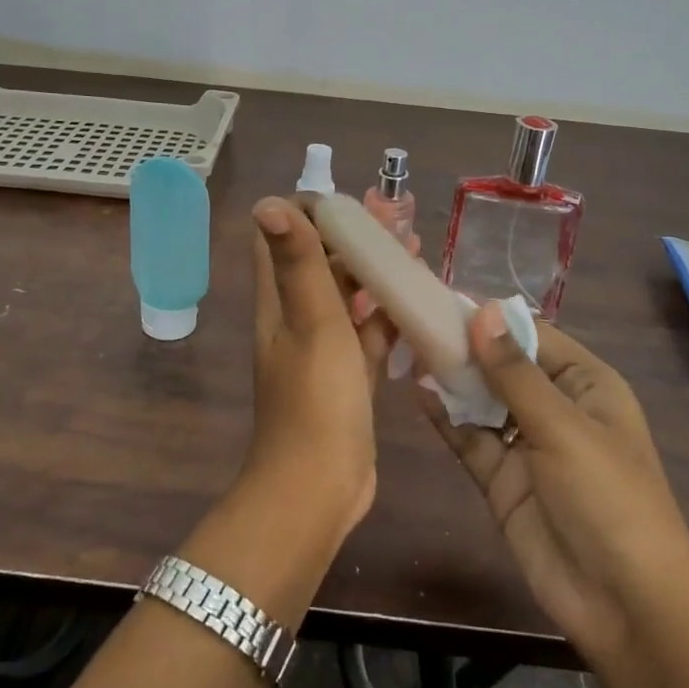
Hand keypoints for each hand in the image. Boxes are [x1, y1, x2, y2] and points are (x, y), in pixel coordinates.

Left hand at [247, 197, 395, 535]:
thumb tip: (269, 200)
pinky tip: (419, 302)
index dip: (308, 212)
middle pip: (321, 262)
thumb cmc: (316, 399)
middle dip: (354, 237)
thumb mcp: (312, 322)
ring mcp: (323, 349)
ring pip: (349, 296)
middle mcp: (296, 318)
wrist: (319, 487)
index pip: (279, 239)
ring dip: (375, 272)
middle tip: (397, 221)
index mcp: (278, 300)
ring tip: (416, 250)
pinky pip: (369, 333)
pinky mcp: (348, 376)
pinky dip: (389, 315)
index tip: (349, 202)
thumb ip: (297, 261)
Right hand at [424, 303, 688, 662]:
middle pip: (503, 366)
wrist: (624, 604)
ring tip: (406, 350)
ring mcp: (526, 445)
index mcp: (586, 384)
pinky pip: (470, 438)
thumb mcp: (563, 428)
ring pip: (482, 400)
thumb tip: (482, 311)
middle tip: (412, 322)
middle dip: (464, 347)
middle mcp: (556, 407)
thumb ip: (515, 372)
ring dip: (451, 380)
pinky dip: (446, 418)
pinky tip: (417, 395)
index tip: (440, 297)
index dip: (490, 318)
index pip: (532, 335)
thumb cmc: (608, 498)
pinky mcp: (502, 479)